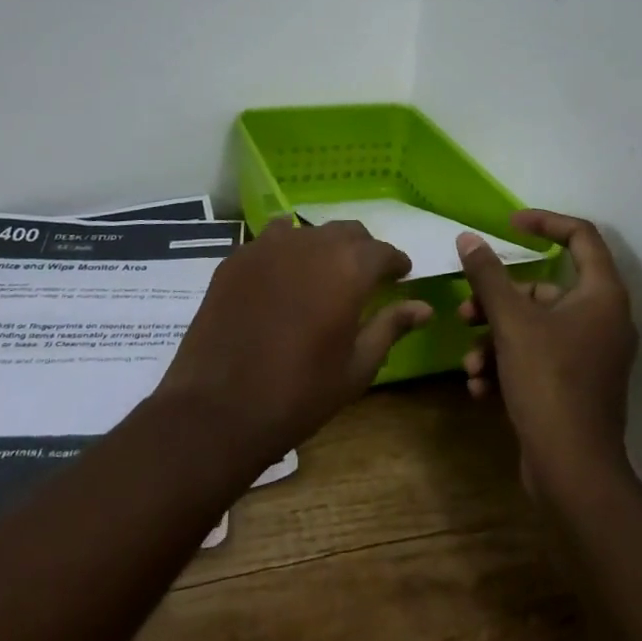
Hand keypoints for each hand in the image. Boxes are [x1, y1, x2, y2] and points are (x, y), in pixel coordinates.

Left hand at [156, 218, 432, 466]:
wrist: (218, 409)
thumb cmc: (299, 393)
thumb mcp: (356, 367)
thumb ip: (391, 327)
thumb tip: (424, 307)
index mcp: (349, 268)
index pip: (383, 251)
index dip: (396, 262)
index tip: (400, 275)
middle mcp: (311, 243)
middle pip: (347, 232)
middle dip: (362, 250)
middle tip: (364, 278)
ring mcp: (268, 245)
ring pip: (308, 232)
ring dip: (323, 248)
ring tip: (321, 276)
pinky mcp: (236, 257)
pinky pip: (270, 241)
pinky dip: (285, 252)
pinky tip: (282, 279)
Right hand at [458, 210, 637, 496]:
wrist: (574, 474)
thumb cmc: (549, 383)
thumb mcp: (511, 322)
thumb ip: (488, 275)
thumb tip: (468, 238)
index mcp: (601, 295)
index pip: (581, 236)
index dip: (544, 222)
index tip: (508, 226)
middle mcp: (603, 320)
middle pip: (544, 289)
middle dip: (498, 300)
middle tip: (466, 311)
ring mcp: (591, 356)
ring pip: (534, 327)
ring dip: (495, 339)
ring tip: (470, 362)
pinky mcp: (577, 386)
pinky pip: (538, 358)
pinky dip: (508, 366)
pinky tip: (480, 387)